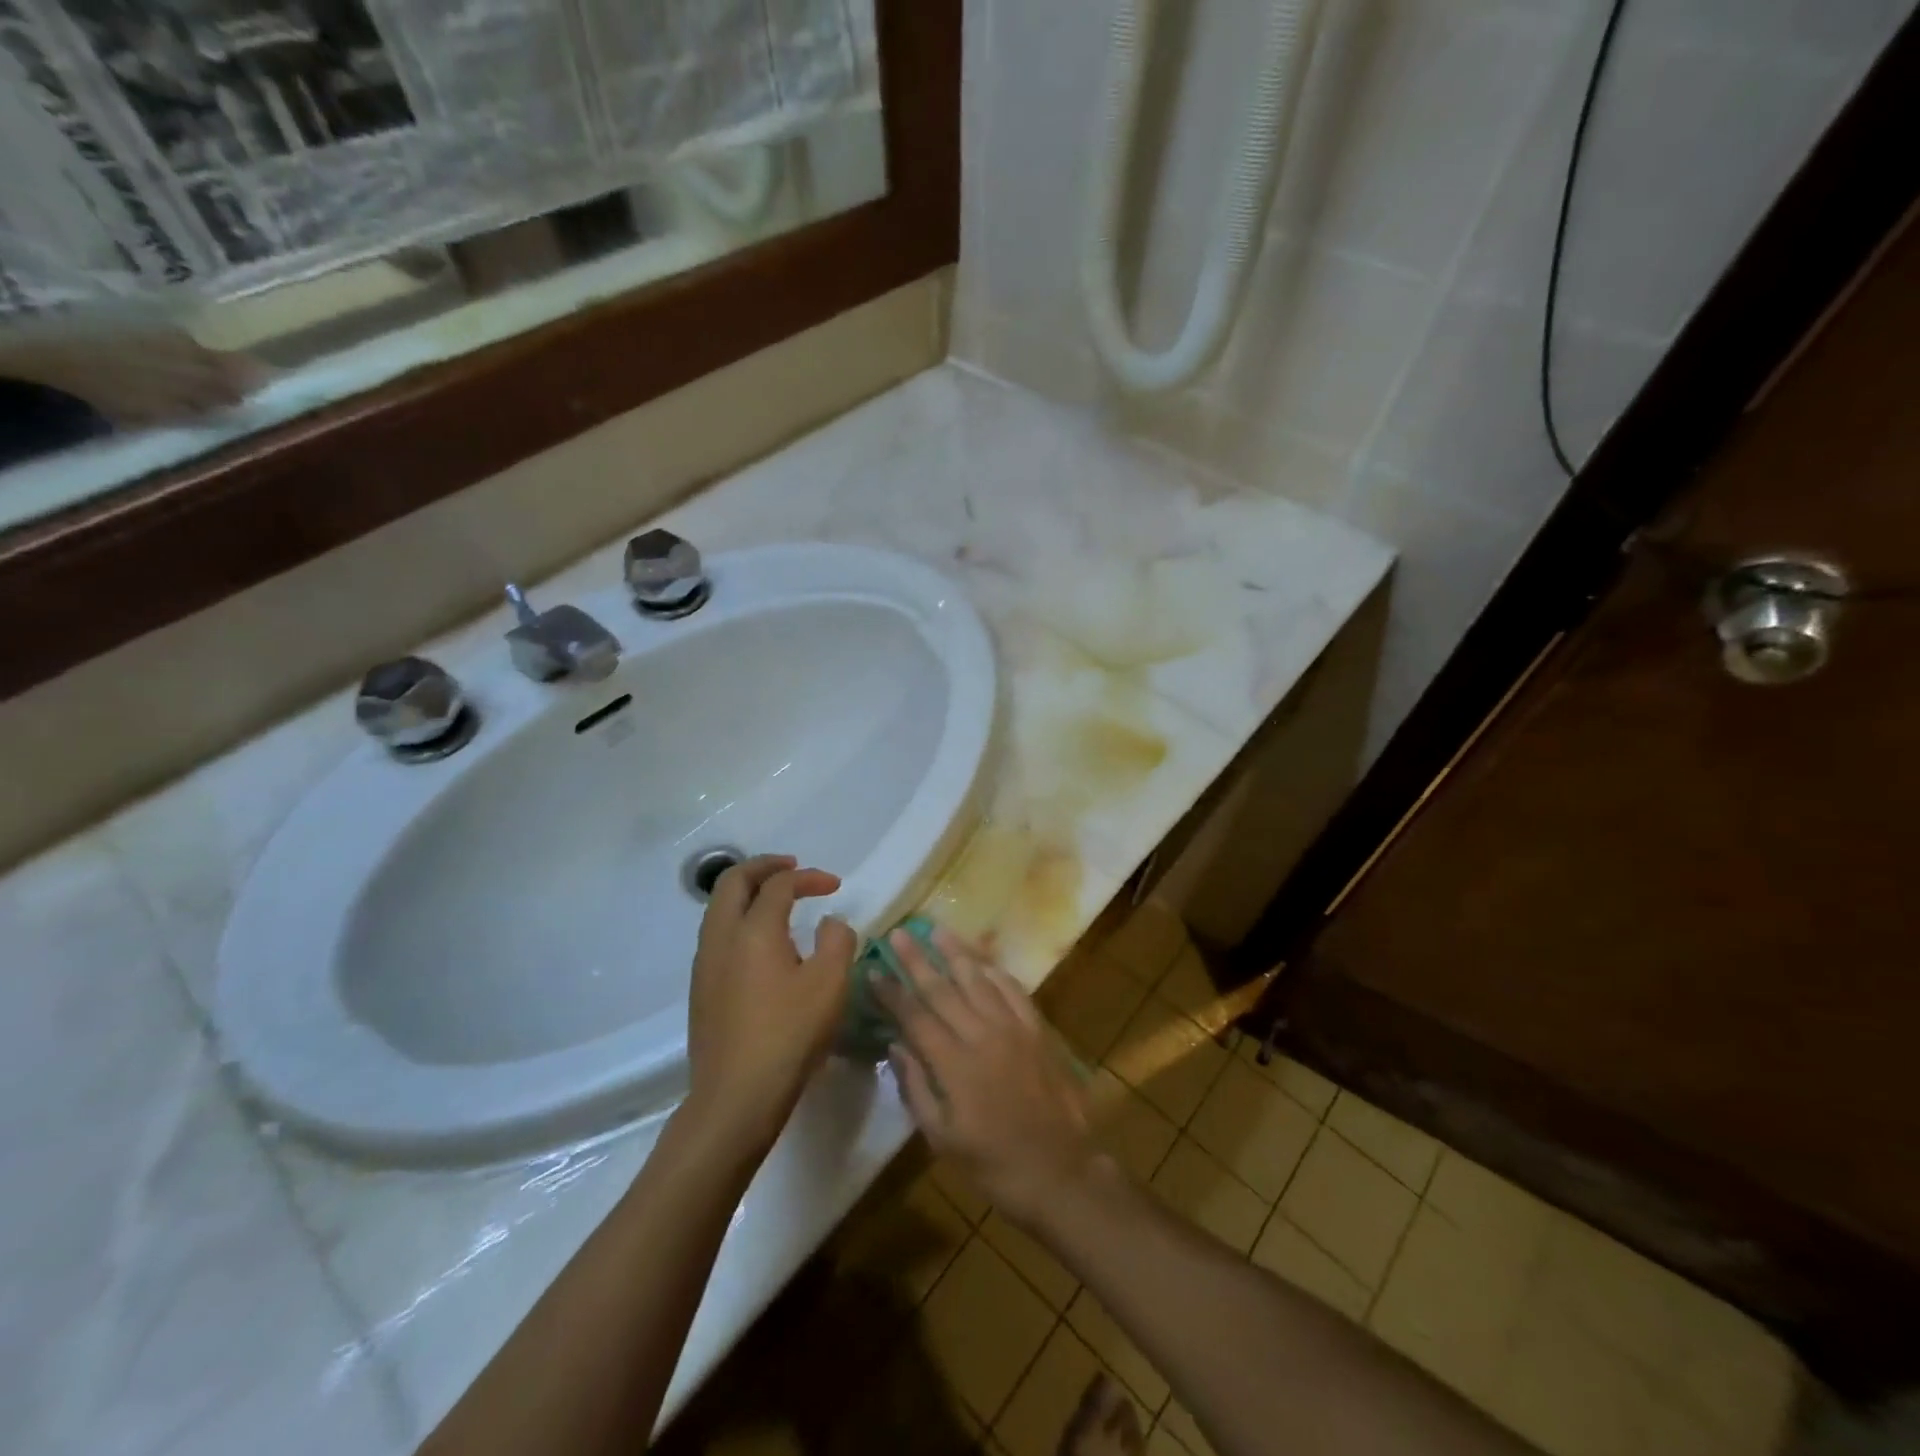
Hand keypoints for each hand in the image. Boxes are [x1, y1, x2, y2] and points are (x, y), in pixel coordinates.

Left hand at [684, 854, 856, 1152]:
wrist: (735, 1097)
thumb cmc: (789, 1035)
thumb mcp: (830, 984)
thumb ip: (837, 941)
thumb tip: (830, 923)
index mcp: (754, 930)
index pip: (779, 884)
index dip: (808, 877)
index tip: (834, 886)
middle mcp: (721, 937)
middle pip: (733, 881)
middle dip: (764, 867)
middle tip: (793, 868)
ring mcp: (705, 963)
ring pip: (719, 907)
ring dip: (748, 892)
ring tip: (779, 900)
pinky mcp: (701, 988)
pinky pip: (717, 934)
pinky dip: (740, 918)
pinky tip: (763, 943)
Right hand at [878, 927, 1101, 1226]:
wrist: (1062, 1172)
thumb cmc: (995, 1165)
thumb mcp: (943, 1139)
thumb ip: (916, 1089)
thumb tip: (895, 1046)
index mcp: (954, 1065)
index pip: (915, 1017)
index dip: (892, 991)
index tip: (873, 967)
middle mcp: (982, 1035)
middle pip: (943, 989)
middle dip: (917, 959)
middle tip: (898, 933)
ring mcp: (1014, 1028)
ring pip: (978, 980)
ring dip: (956, 953)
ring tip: (937, 930)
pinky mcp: (1038, 1030)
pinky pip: (1013, 990)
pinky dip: (995, 972)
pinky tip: (982, 961)